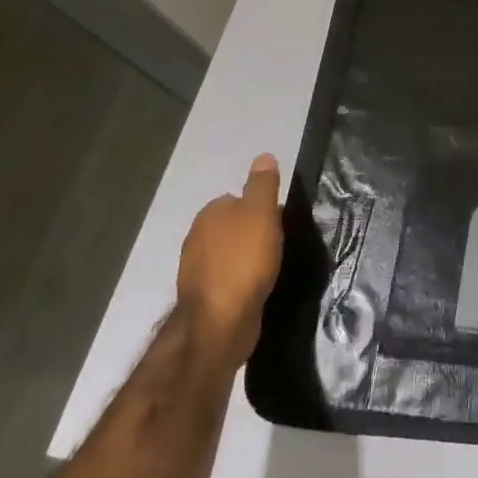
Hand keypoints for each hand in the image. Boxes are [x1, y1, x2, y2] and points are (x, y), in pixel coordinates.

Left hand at [177, 152, 284, 374]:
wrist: (220, 321)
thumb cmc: (244, 260)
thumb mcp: (262, 214)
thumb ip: (263, 185)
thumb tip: (264, 156)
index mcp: (210, 213)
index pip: (239, 199)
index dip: (263, 209)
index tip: (281, 223)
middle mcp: (197, 236)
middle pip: (234, 226)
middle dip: (254, 233)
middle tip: (279, 244)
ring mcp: (196, 268)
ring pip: (230, 252)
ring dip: (247, 257)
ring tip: (271, 267)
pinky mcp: (203, 295)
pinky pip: (227, 277)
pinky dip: (241, 279)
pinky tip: (256, 287)